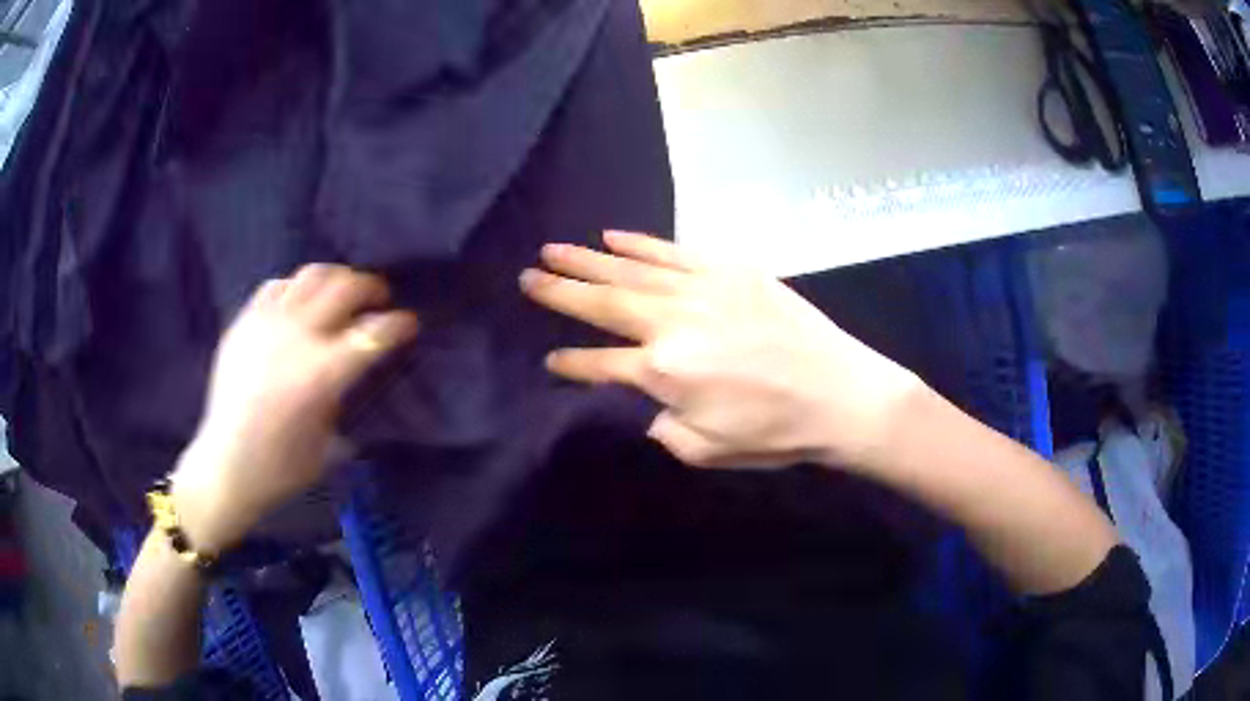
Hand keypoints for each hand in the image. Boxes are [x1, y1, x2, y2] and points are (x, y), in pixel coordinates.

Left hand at [170, 265, 418, 553]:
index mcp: (321, 373)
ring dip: (336, 279)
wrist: (225, 465)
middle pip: (346, 286)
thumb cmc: (282, 467)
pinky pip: (277, 286)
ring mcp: (266, 322)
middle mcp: (295, 336)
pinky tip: (299, 307)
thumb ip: (345, 394)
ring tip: (341, 295)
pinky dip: (297, 289)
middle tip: (378, 301)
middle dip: (372, 288)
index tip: (410, 324)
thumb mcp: (329, 440)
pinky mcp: (244, 321)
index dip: (400, 324)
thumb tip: (358, 368)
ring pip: (311, 274)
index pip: (374, 332)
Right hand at [521, 231, 921, 470]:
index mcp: (663, 373)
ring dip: (587, 259)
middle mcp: (672, 323)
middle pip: (603, 303)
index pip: (599, 363)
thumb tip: (649, 404)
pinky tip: (613, 235)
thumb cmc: (776, 432)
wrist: (840, 393)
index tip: (550, 356)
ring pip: (630, 270)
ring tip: (552, 249)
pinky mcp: (730, 270)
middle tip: (527, 275)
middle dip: (560, 291)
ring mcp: (701, 289)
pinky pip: (673, 251)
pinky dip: (640, 243)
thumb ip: (663, 427)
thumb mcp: (707, 450)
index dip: (571, 362)